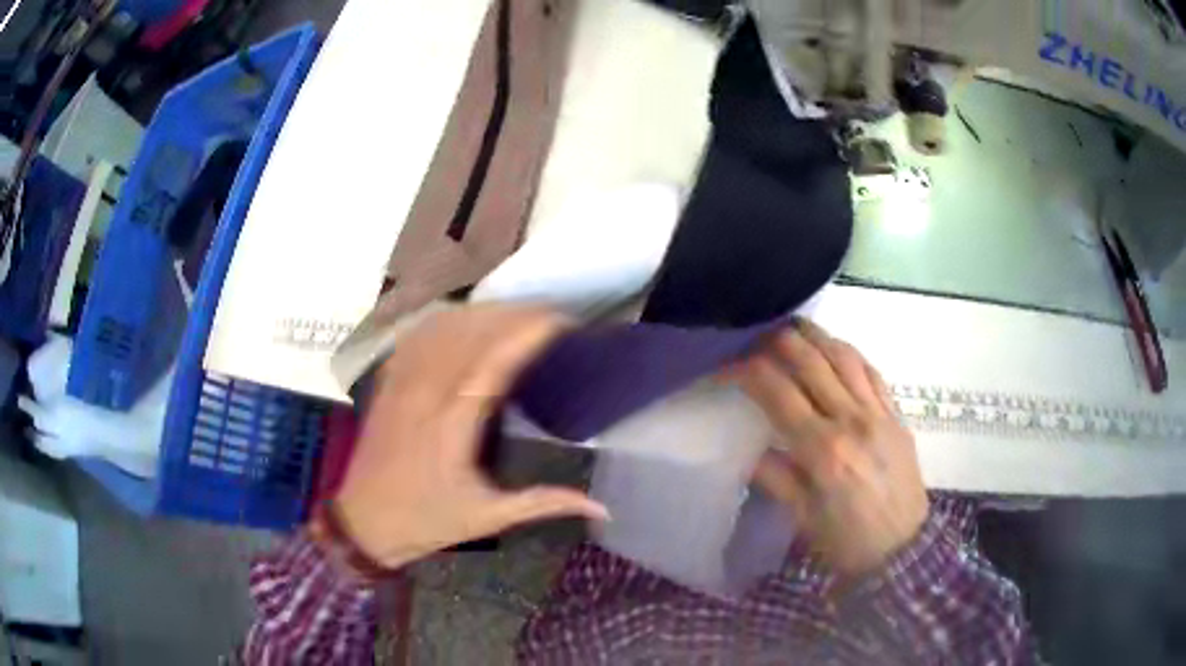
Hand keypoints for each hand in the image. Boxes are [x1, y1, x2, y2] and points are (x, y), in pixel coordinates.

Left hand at [335, 305, 608, 568]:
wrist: (365, 522)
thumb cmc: (427, 520)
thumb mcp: (488, 517)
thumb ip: (543, 504)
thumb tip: (600, 507)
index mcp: (454, 423)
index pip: (495, 362)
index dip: (527, 333)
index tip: (560, 320)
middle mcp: (426, 392)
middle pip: (470, 333)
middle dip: (512, 314)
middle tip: (548, 313)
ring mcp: (402, 383)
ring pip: (442, 328)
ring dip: (481, 313)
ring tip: (514, 312)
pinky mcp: (387, 383)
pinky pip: (416, 336)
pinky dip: (444, 320)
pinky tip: (463, 319)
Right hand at [737, 320, 927, 577]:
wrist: (902, 549)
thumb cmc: (846, 542)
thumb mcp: (802, 518)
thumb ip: (775, 477)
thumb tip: (751, 451)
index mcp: (822, 450)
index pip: (776, 392)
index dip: (744, 371)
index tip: (724, 367)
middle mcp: (851, 420)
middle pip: (810, 361)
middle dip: (777, 341)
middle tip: (754, 339)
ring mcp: (878, 413)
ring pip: (844, 356)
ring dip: (815, 335)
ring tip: (793, 328)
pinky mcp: (896, 414)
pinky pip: (871, 371)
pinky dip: (849, 353)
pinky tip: (835, 349)